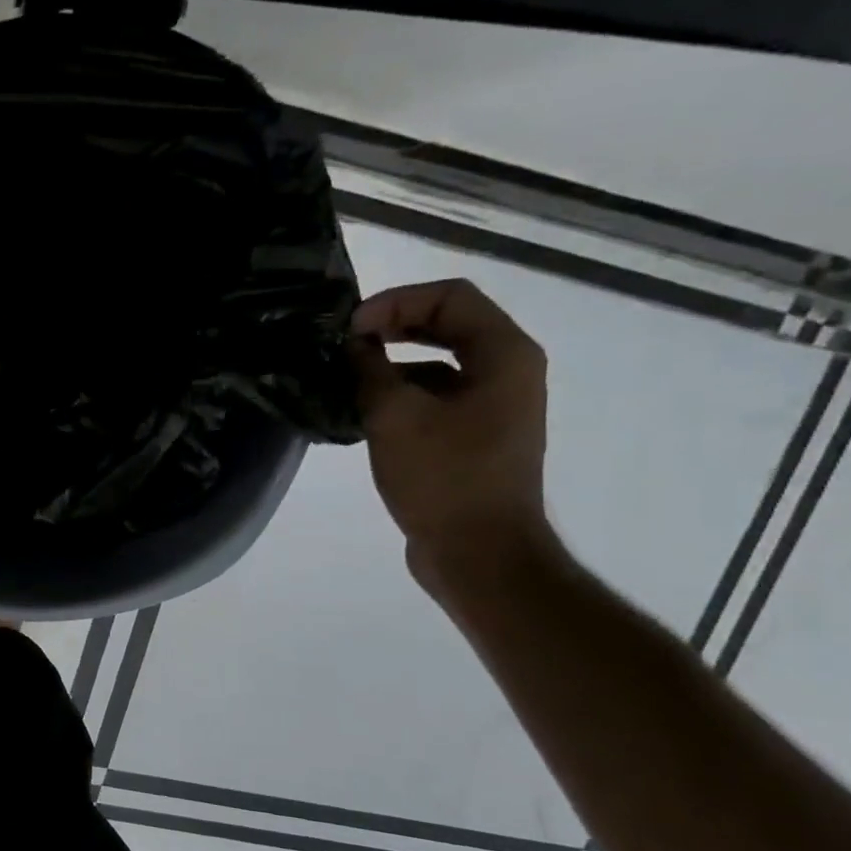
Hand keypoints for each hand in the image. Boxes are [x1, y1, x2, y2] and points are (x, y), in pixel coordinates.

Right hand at [351, 279, 557, 594]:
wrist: (479, 553)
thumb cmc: (444, 478)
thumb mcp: (395, 416)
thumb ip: (370, 369)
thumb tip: (353, 345)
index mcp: (504, 355)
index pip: (450, 297)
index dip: (394, 302)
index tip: (348, 329)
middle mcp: (508, 371)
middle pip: (447, 324)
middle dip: (392, 326)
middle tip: (343, 344)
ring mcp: (493, 406)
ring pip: (438, 362)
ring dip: (391, 362)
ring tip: (344, 379)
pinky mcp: (474, 436)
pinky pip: (435, 397)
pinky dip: (399, 394)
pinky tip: (361, 413)